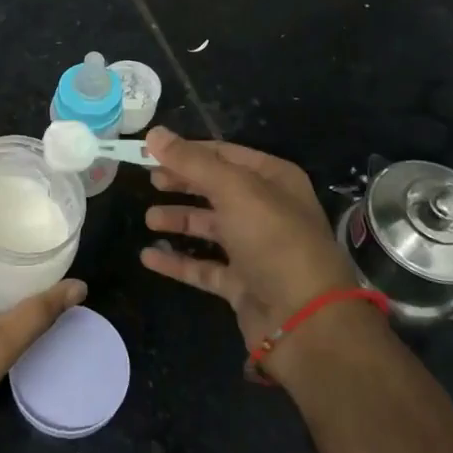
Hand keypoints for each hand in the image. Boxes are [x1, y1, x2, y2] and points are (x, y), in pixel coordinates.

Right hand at [140, 128, 358, 350]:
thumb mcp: (233, 189)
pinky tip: (148, 257)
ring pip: (210, 227)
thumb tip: (154, 133)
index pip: (224, 153)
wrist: (305, 319)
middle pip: (216, 188)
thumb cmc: (273, 239)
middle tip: (150, 180)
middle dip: (183, 183)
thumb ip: (192, 161)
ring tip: (149, 219)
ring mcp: (255, 249)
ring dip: (179, 220)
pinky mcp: (242, 284)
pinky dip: (177, 261)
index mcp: (273, 179)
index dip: (188, 151)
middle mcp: (267, 209)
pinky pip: (204, 267)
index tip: (152, 150)